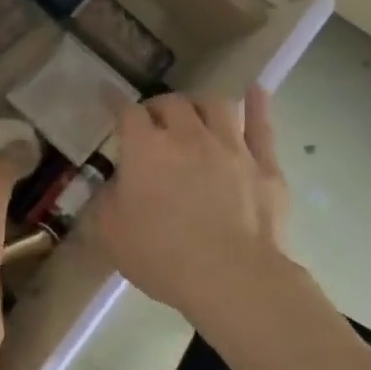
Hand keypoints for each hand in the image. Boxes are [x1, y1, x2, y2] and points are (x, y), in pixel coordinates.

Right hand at [81, 87, 292, 309]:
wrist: (233, 278)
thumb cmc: (162, 255)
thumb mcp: (110, 232)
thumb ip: (105, 201)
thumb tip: (111, 186)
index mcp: (145, 148)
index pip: (126, 112)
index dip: (115, 101)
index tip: (108, 95)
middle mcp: (187, 136)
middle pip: (172, 103)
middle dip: (159, 107)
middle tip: (153, 122)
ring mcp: (231, 147)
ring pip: (215, 105)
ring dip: (200, 104)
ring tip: (195, 114)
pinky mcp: (265, 165)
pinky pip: (262, 125)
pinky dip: (257, 105)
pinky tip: (255, 91)